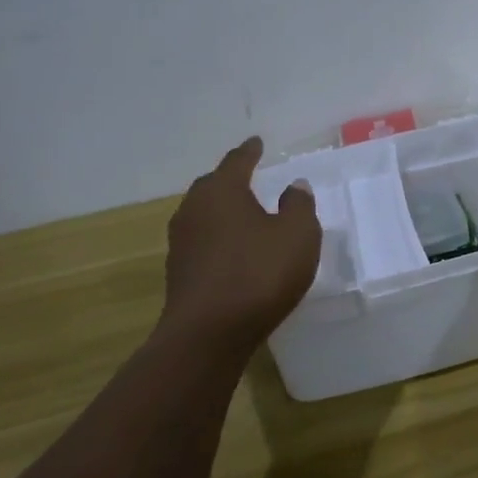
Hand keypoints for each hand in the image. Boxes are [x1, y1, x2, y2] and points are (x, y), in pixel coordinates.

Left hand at [162, 137, 320, 345]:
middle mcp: (194, 209)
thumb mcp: (297, 235)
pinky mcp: (179, 272)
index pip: (237, 161)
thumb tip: (294, 185)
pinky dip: (218, 237)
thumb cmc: (258, 274)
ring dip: (223, 211)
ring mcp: (181, 242)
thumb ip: (298, 205)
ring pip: (204, 214)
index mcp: (222, 191)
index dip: (250, 151)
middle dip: (231, 179)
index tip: (257, 142)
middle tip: (249, 175)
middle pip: (213, 185)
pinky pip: (202, 241)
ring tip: (244, 214)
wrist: (208, 334)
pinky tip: (234, 250)